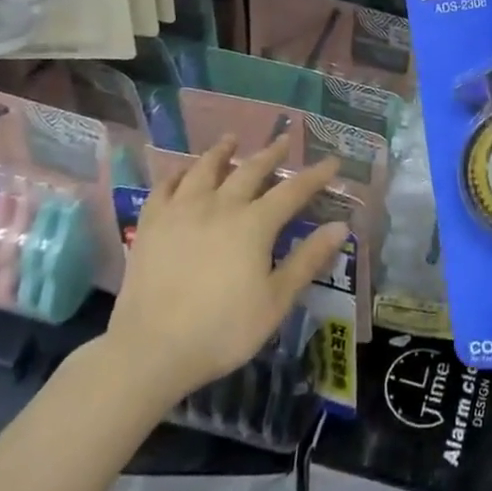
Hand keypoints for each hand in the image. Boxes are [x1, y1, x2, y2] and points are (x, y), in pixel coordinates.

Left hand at [98, 135, 348, 419]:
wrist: (151, 350)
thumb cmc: (222, 330)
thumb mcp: (276, 301)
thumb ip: (308, 260)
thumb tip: (341, 226)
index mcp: (254, 223)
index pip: (293, 190)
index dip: (315, 175)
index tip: (331, 161)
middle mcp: (220, 206)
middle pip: (250, 170)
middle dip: (271, 153)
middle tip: (284, 139)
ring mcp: (182, 211)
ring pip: (205, 169)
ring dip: (221, 152)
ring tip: (230, 139)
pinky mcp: (151, 225)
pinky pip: (165, 188)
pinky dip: (177, 175)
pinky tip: (182, 172)